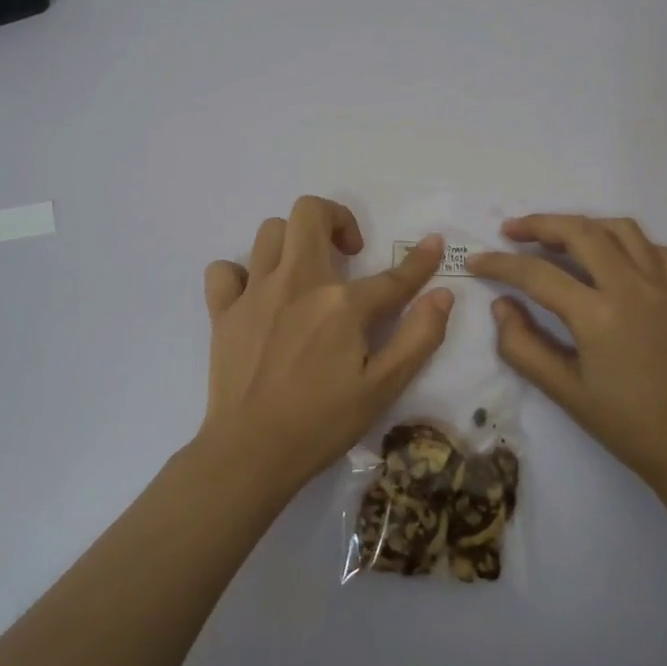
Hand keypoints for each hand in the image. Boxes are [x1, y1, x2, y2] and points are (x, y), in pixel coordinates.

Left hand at [201, 196, 454, 491]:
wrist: (251, 452)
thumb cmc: (322, 423)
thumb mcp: (384, 388)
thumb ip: (419, 337)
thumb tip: (443, 295)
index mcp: (341, 304)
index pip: (392, 276)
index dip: (420, 261)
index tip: (433, 244)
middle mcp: (297, 283)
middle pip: (310, 212)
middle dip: (335, 219)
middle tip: (347, 252)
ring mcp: (255, 293)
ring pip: (270, 231)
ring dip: (294, 241)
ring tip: (306, 272)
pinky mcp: (223, 311)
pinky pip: (225, 270)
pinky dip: (241, 274)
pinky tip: (257, 296)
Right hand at [469, 214, 666, 494]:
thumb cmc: (625, 424)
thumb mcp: (563, 392)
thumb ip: (523, 346)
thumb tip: (502, 306)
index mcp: (598, 314)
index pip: (537, 274)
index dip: (500, 264)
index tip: (475, 261)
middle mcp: (630, 287)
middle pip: (580, 232)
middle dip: (540, 224)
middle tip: (510, 231)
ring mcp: (659, 286)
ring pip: (619, 229)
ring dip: (582, 224)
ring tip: (555, 236)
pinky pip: (651, 249)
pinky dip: (624, 240)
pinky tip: (607, 255)